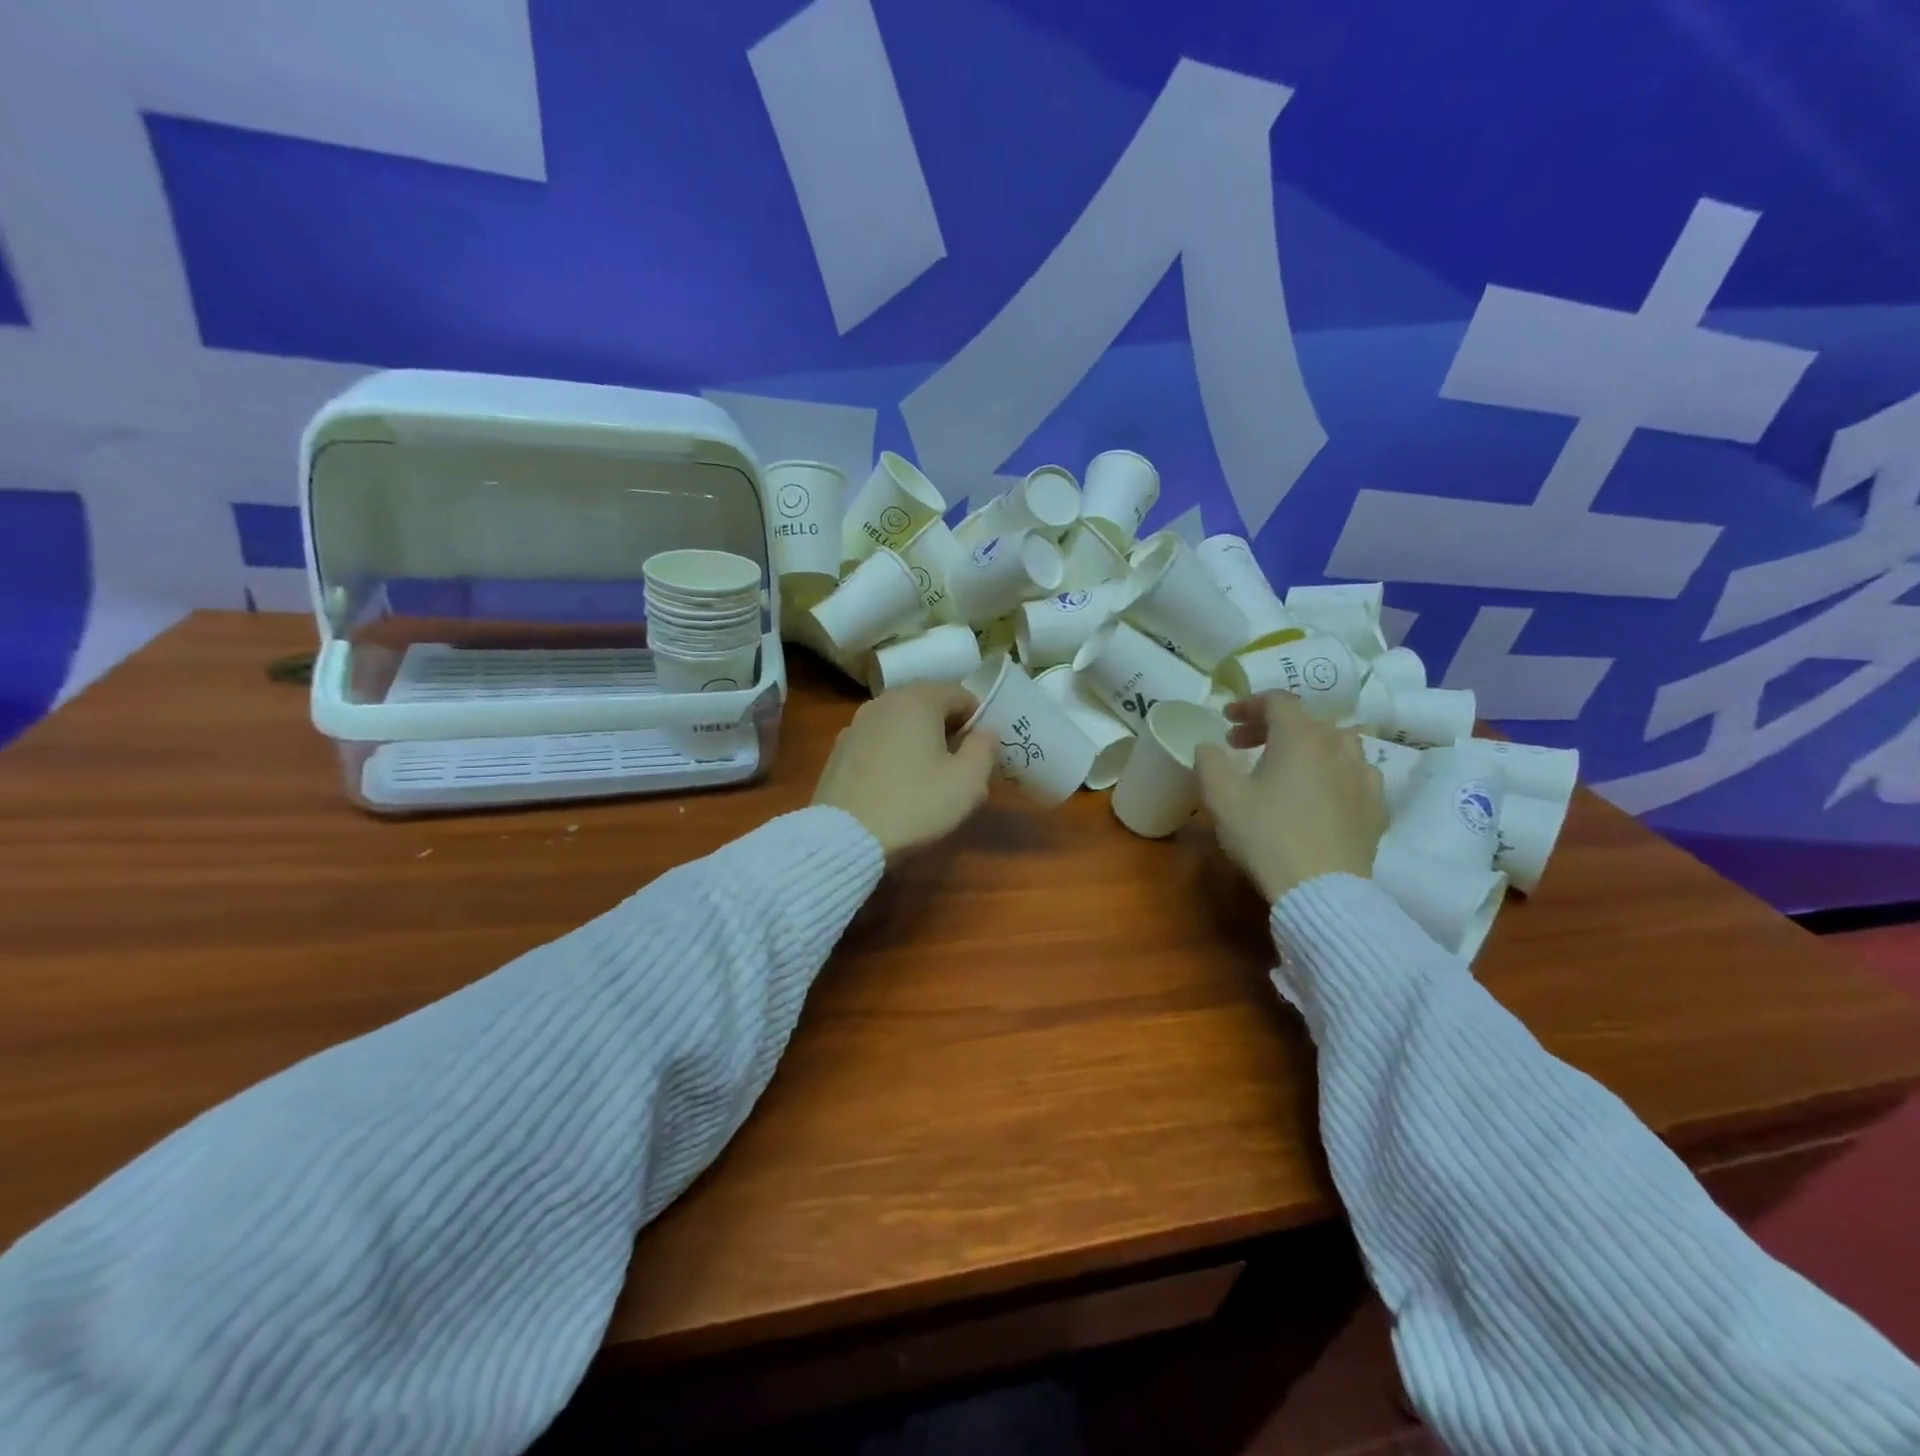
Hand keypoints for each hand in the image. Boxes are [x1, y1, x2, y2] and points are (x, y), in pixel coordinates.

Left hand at [813, 682, 994, 857]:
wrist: (845, 837)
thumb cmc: (915, 804)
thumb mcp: (968, 782)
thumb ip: (985, 748)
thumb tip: (984, 732)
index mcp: (918, 700)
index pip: (961, 694)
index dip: (977, 720)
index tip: (981, 752)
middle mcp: (884, 701)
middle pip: (928, 705)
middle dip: (947, 729)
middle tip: (957, 766)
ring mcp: (856, 724)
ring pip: (900, 723)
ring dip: (918, 741)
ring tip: (926, 778)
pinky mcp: (838, 750)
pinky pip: (877, 742)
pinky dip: (891, 754)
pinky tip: (894, 786)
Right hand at [1193, 692, 1387, 903]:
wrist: (1321, 889)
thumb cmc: (1265, 834)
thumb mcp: (1221, 796)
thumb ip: (1209, 761)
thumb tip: (1209, 746)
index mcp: (1300, 736)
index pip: (1277, 701)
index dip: (1249, 704)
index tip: (1226, 719)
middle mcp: (1337, 746)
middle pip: (1306, 720)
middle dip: (1272, 727)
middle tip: (1242, 745)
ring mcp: (1364, 776)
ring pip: (1338, 743)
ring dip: (1309, 745)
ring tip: (1288, 765)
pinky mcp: (1377, 807)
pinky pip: (1357, 775)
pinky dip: (1336, 772)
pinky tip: (1323, 793)